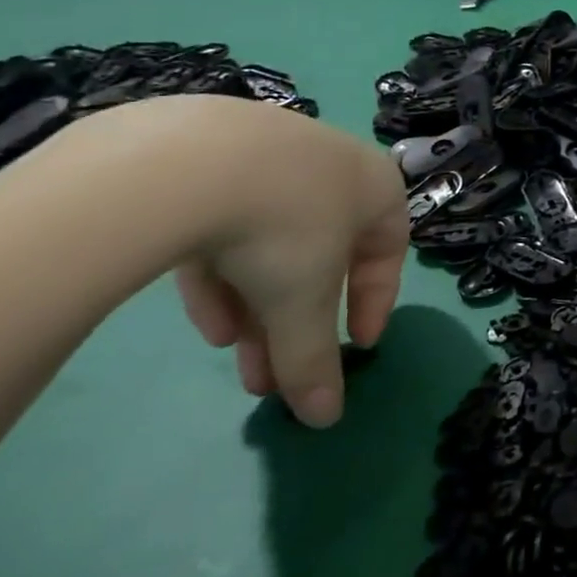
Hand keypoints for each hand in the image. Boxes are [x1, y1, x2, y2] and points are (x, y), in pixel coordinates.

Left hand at [83, 97, 408, 427]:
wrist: (188, 159)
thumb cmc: (283, 226)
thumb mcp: (305, 302)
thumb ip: (316, 360)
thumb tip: (328, 420)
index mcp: (376, 187)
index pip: (388, 251)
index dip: (375, 303)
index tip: (356, 346)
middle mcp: (331, 166)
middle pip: (322, 255)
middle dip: (298, 321)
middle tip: (275, 376)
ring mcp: (268, 156)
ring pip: (271, 242)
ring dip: (257, 305)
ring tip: (232, 355)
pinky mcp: (206, 157)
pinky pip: (226, 222)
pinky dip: (221, 273)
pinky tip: (203, 318)